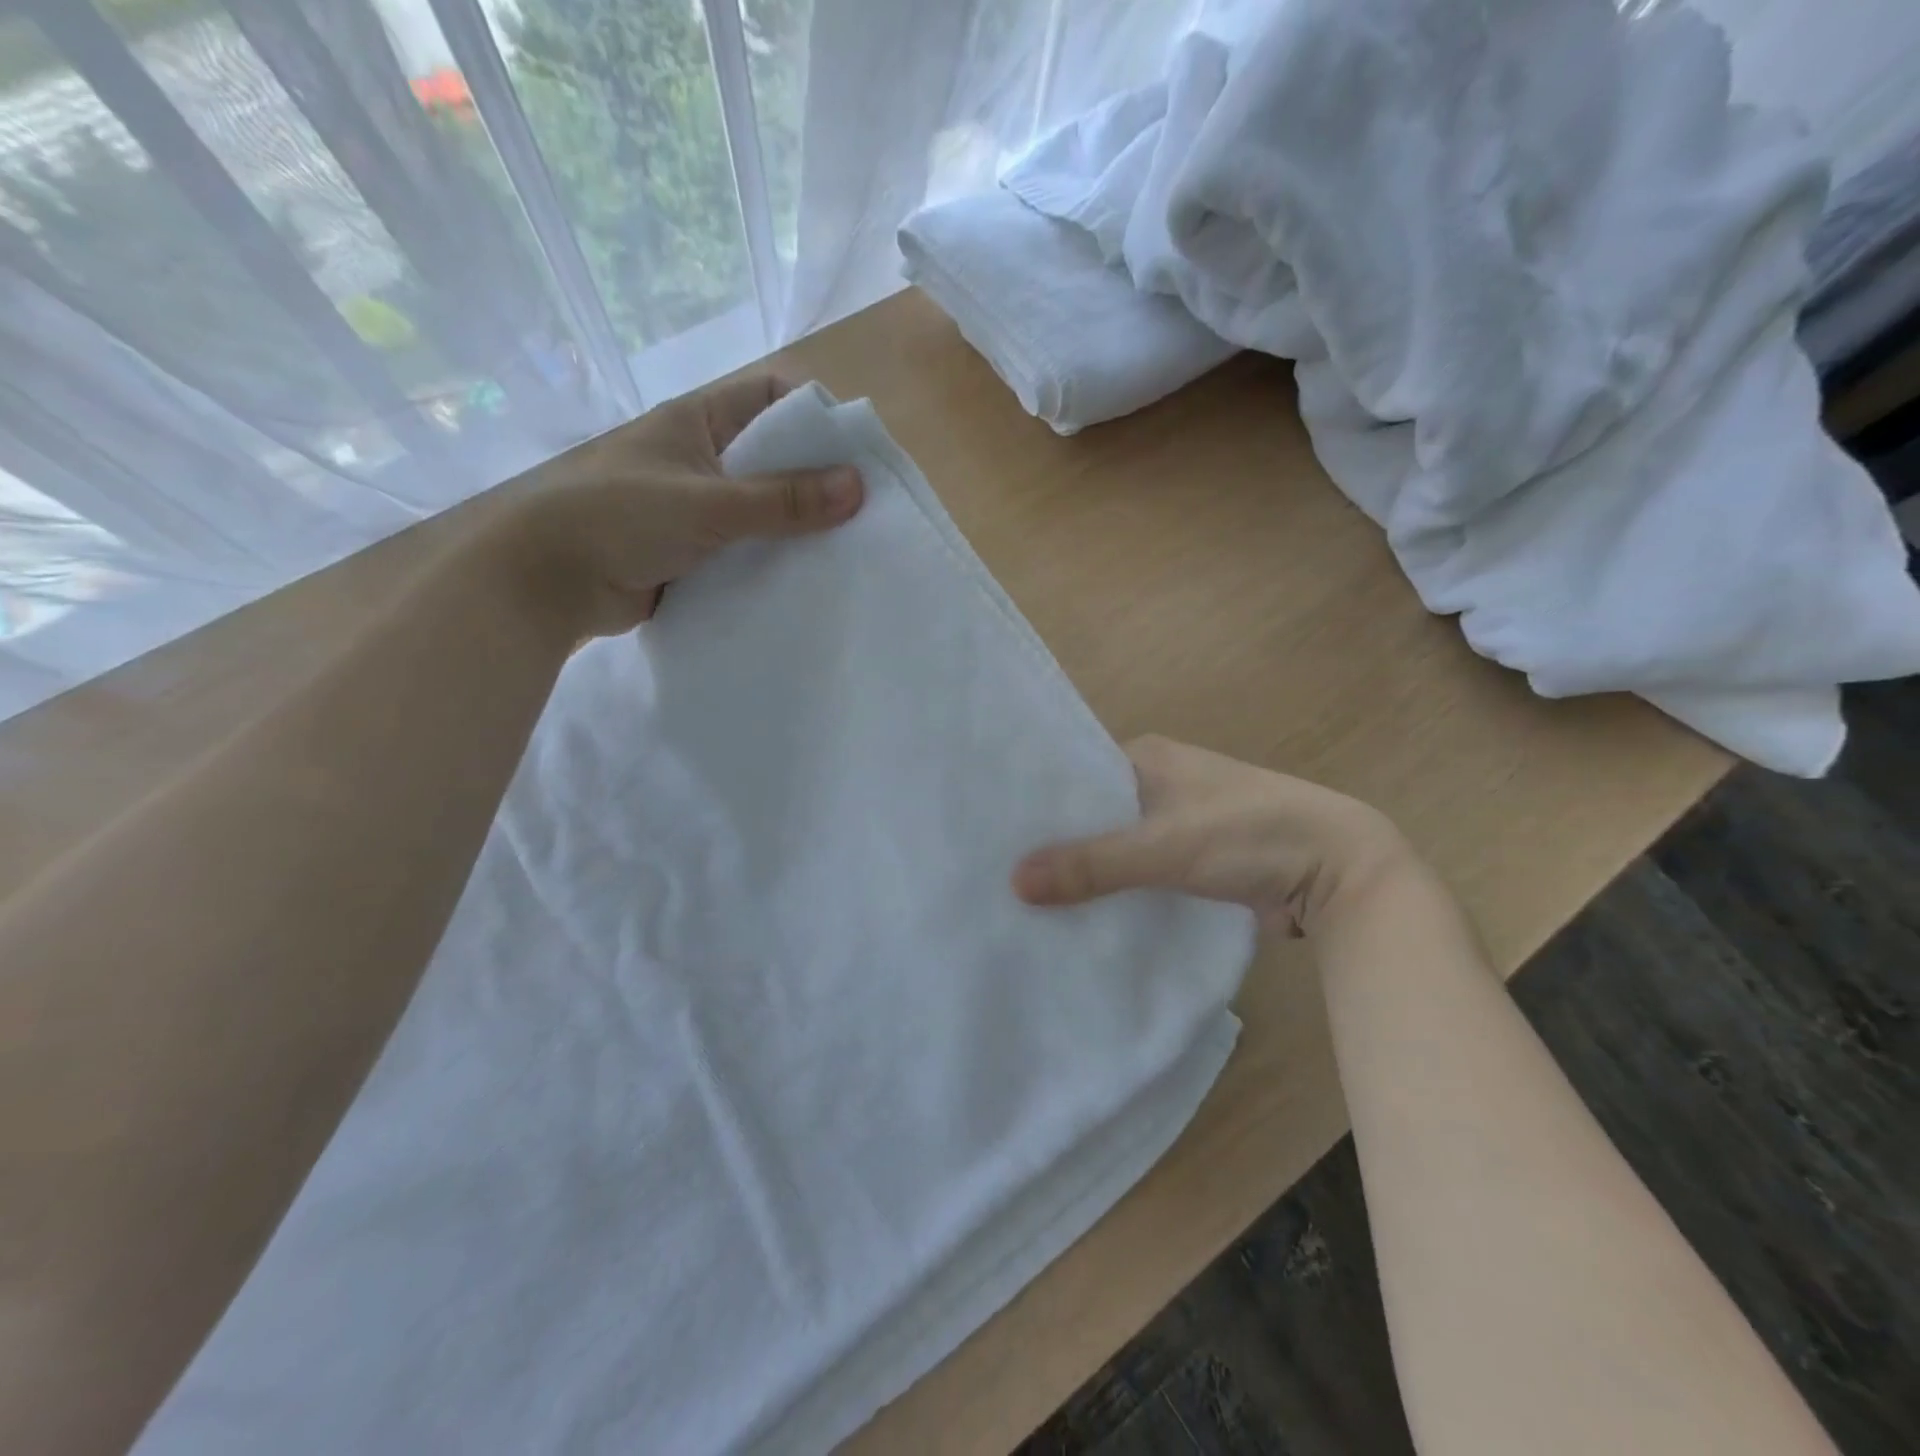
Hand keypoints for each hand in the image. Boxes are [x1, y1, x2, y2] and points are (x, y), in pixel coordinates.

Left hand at [491, 371, 863, 638]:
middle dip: (816, 480)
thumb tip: (858, 487)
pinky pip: (746, 549)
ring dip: (796, 527)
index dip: (814, 415)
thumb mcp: (708, 502)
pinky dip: (772, 560)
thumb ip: (783, 499)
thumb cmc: (620, 518)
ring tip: (846, 549)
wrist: (547, 583)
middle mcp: (701, 458)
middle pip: (772, 457)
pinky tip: (806, 578)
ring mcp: (696, 507)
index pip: (770, 398)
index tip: (856, 454)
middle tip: (864, 511)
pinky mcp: (693, 552)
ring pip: (762, 509)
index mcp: (698, 422)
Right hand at [1013, 736, 1422, 937]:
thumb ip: (1092, 865)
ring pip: (1116, 846)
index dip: (1038, 802)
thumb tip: (1014, 883)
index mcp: (1146, 755)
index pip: (1074, 772)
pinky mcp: (1193, 860)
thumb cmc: (1248, 834)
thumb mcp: (1163, 846)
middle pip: (1092, 813)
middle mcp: (1157, 781)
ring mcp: (1177, 822)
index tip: (992, 833)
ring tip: (1027, 899)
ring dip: (1087, 870)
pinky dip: (1116, 889)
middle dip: (1057, 841)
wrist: (1339, 871)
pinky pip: (1139, 872)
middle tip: (999, 872)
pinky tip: (1081, 915)